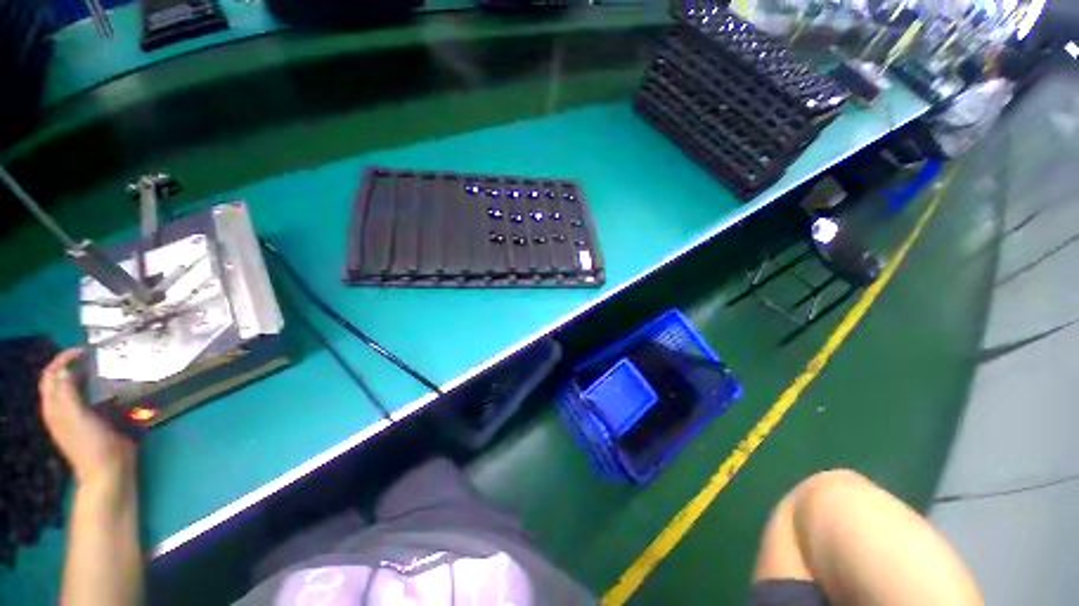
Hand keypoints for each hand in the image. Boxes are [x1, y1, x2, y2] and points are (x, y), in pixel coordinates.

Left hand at [39, 349, 136, 484]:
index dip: (63, 360)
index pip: (51, 375)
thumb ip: (67, 393)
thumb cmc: (91, 443)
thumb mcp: (76, 417)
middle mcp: (60, 410)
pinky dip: (94, 389)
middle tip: (94, 357)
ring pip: (74, 389)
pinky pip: (88, 399)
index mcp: (54, 407)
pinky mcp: (91, 421)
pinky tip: (107, 388)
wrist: (107, 470)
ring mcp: (75, 417)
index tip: (84, 350)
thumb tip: (67, 369)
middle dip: (72, 365)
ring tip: (102, 369)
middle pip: (60, 381)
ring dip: (84, 376)